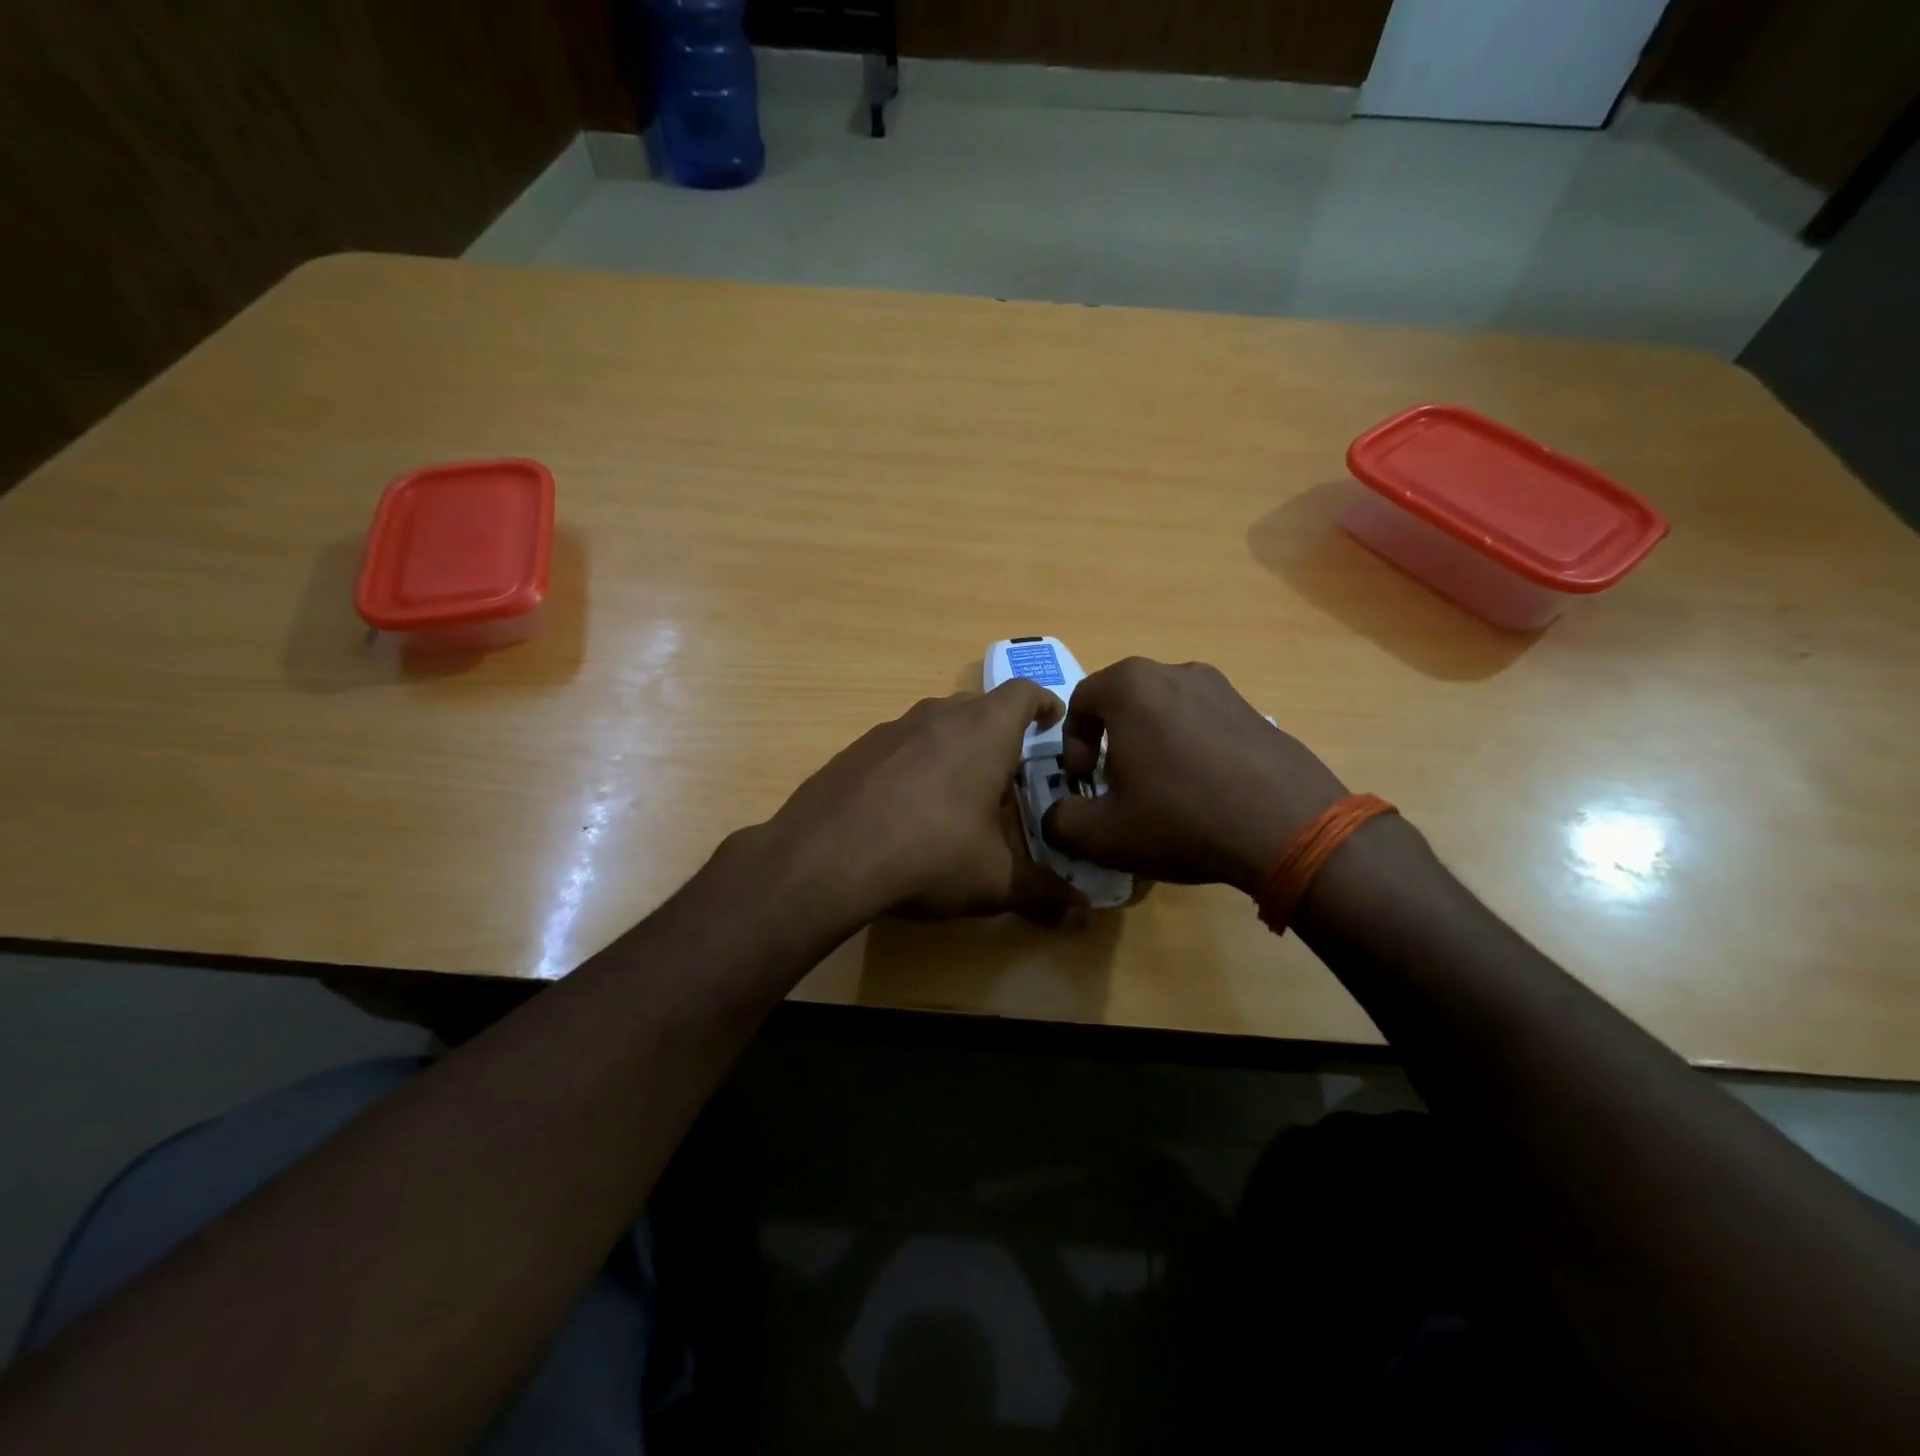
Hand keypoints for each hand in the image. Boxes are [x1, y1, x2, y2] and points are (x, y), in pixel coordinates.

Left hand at [761, 682, 1086, 927]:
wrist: (827, 856)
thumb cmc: (930, 854)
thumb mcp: (994, 880)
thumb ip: (1043, 893)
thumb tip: (1084, 917)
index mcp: (984, 732)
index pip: (1025, 693)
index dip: (1044, 704)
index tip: (1052, 722)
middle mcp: (939, 716)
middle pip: (980, 706)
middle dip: (1000, 732)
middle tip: (1008, 773)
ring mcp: (892, 728)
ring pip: (937, 723)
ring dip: (955, 745)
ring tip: (959, 791)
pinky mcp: (856, 748)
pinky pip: (900, 744)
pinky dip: (915, 762)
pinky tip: (907, 806)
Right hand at [1041, 658, 1349, 894]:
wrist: (1290, 828)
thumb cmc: (1181, 818)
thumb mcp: (1100, 833)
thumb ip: (1060, 821)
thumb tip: (1057, 817)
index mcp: (1130, 686)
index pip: (1080, 701)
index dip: (1071, 745)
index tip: (1083, 783)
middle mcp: (1174, 671)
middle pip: (1122, 703)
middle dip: (1110, 743)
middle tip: (1117, 787)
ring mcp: (1221, 688)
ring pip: (1164, 712)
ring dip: (1150, 745)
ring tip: (1162, 792)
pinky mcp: (1254, 710)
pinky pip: (1203, 723)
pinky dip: (1190, 750)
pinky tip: (1204, 793)